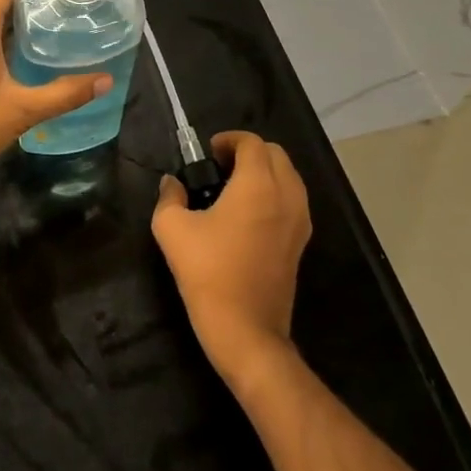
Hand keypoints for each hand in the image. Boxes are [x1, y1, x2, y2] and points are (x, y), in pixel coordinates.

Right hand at [152, 131, 310, 381]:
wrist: (246, 330)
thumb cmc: (208, 273)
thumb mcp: (172, 229)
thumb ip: (169, 196)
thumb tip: (171, 183)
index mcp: (258, 185)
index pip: (252, 143)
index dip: (229, 140)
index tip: (207, 153)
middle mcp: (286, 195)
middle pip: (275, 154)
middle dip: (248, 151)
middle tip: (219, 166)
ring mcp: (299, 221)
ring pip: (289, 176)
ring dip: (265, 171)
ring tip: (234, 187)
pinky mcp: (301, 243)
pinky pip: (293, 200)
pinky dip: (275, 193)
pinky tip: (248, 213)